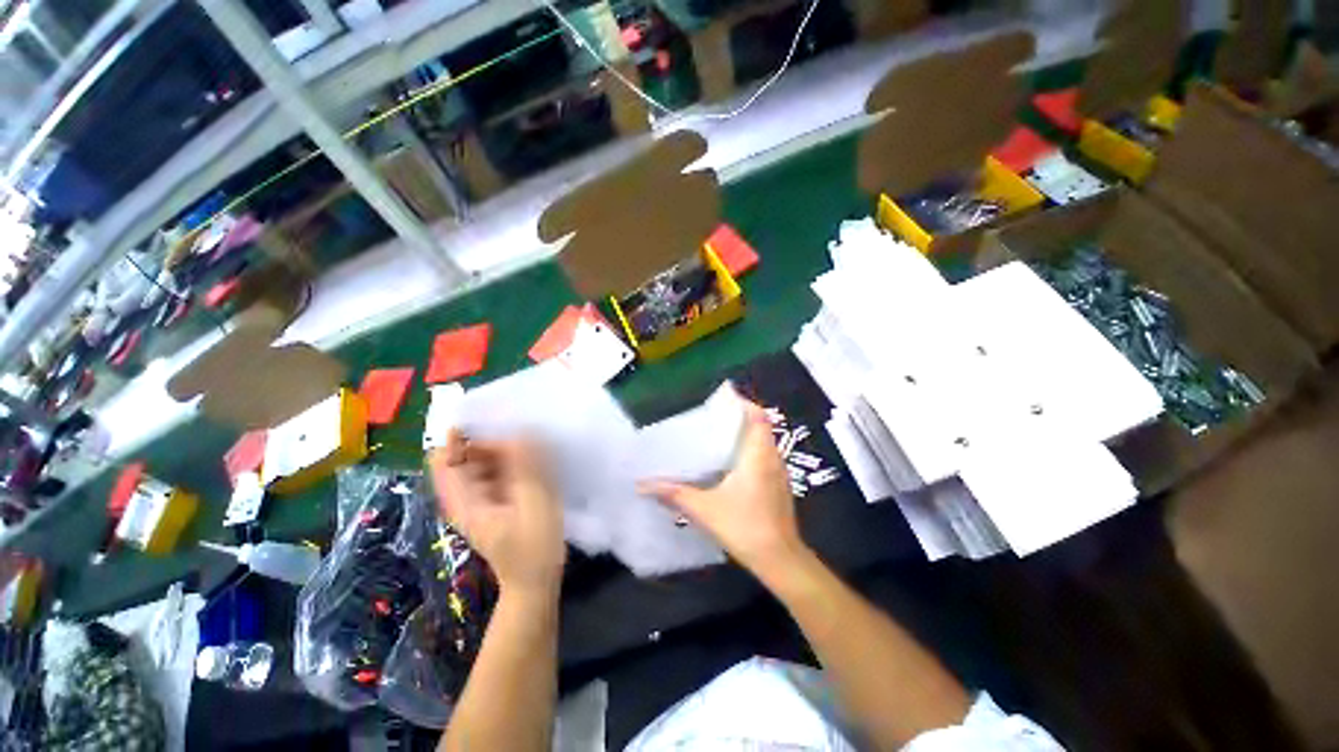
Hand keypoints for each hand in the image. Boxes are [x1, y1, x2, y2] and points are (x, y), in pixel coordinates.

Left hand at [428, 431, 565, 596]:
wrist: (537, 582)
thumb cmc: (534, 548)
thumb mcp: (533, 505)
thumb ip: (526, 468)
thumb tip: (520, 430)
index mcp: (463, 500)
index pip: (443, 458)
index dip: (460, 436)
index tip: (490, 419)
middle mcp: (467, 495)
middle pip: (466, 454)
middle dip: (489, 438)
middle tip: (522, 430)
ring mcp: (483, 497)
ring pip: (485, 459)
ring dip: (504, 446)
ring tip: (533, 439)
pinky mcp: (499, 498)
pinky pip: (500, 469)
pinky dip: (513, 458)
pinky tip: (535, 455)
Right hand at [639, 400, 807, 579]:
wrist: (780, 560)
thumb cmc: (744, 526)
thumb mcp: (704, 509)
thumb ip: (674, 494)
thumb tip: (643, 485)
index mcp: (758, 454)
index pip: (758, 416)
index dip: (743, 403)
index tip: (723, 399)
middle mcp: (772, 457)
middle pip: (760, 426)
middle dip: (739, 417)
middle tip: (713, 416)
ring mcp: (779, 472)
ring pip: (764, 442)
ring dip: (745, 434)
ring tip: (718, 435)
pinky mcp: (779, 485)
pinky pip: (765, 456)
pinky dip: (750, 451)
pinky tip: (730, 463)